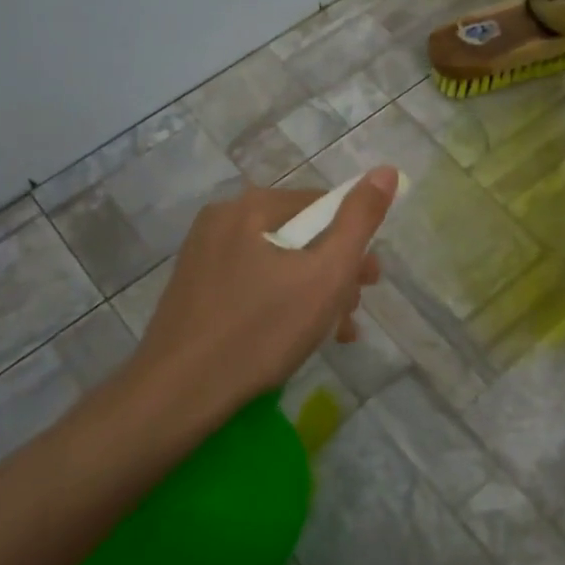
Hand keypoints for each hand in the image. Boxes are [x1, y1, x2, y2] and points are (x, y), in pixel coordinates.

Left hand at [128, 168, 398, 420]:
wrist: (178, 393)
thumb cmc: (261, 330)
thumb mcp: (326, 275)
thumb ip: (360, 221)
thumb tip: (386, 170)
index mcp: (251, 206)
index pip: (323, 205)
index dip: (355, 242)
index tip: (369, 283)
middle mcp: (223, 218)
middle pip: (300, 235)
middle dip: (334, 272)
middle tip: (352, 313)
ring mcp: (203, 254)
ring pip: (277, 262)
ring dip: (312, 292)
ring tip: (330, 333)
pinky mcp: (194, 287)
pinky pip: (251, 282)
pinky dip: (279, 301)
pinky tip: (294, 337)